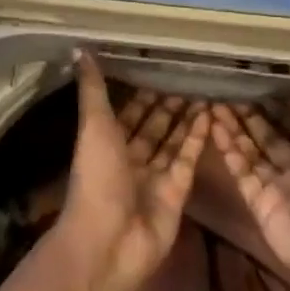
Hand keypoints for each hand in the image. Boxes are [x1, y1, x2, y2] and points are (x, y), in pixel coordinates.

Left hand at [56, 52, 209, 290]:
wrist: (108, 242)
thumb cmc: (97, 179)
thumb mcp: (93, 126)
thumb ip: (93, 89)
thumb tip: (79, 49)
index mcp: (107, 144)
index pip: (128, 113)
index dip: (142, 93)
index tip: (160, 68)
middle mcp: (131, 160)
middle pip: (153, 127)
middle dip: (168, 105)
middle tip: (190, 77)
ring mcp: (155, 178)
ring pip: (173, 141)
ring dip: (186, 118)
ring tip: (205, 91)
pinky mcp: (177, 193)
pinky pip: (188, 159)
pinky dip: (197, 138)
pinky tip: (210, 114)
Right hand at [209, 97, 289, 290]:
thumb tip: (283, 93)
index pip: (289, 119)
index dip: (270, 101)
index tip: (249, 81)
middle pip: (266, 133)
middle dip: (247, 112)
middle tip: (224, 88)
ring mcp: (276, 184)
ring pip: (249, 148)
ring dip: (233, 126)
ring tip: (213, 102)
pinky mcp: (258, 202)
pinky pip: (240, 170)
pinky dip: (227, 149)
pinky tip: (214, 126)